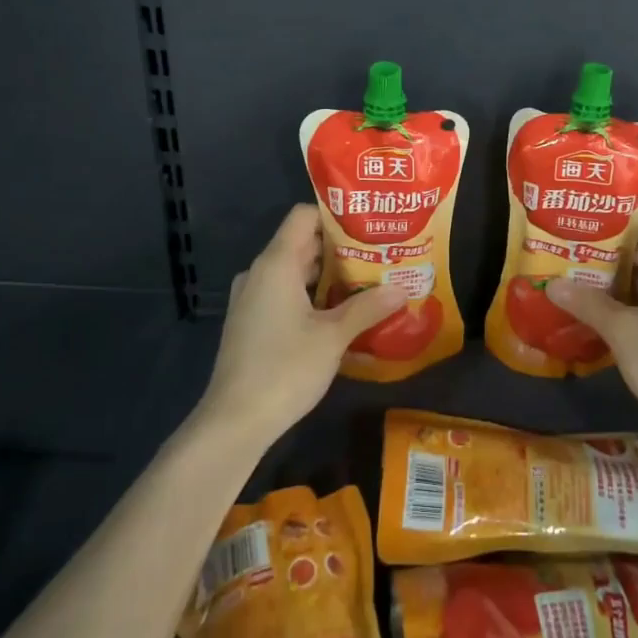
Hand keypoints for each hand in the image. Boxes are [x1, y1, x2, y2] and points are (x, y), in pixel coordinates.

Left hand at [199, 205, 406, 441]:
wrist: (234, 423)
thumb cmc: (284, 369)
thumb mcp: (333, 337)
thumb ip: (368, 307)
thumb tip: (403, 288)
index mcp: (276, 263)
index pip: (303, 216)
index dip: (335, 214)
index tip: (368, 223)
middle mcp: (260, 273)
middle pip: (303, 244)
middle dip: (341, 248)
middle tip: (380, 253)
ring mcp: (252, 299)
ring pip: (295, 272)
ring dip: (330, 276)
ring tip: (369, 281)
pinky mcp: (252, 323)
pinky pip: (285, 294)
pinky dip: (312, 296)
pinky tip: (341, 314)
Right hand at [545, 210, 637, 431]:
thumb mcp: (621, 331)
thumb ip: (587, 303)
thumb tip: (553, 284)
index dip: (617, 215)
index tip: (585, 216)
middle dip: (608, 247)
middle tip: (570, 246)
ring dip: (617, 276)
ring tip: (577, 274)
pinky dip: (630, 297)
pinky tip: (601, 308)